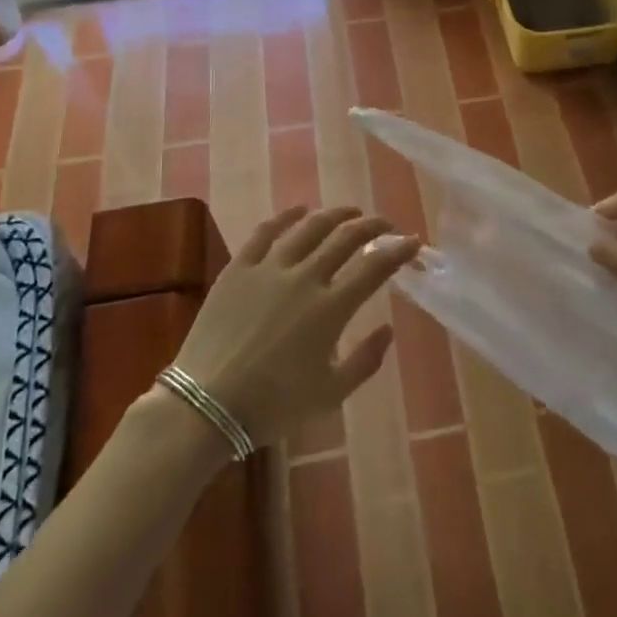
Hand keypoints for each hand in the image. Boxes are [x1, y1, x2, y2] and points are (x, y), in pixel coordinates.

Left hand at [170, 206, 421, 447]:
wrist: (205, 406)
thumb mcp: (330, 395)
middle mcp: (304, 278)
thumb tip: (388, 330)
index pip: (375, 267)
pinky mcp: (239, 267)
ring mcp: (269, 268)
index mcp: (331, 309)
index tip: (412, 242)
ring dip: (334, 215)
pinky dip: (286, 216)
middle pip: (346, 237)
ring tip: (349, 212)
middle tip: (384, 226)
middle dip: (372, 226)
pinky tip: (299, 211)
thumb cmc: (273, 406)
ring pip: (309, 227)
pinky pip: (266, 231)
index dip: (398, 251)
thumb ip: (366, 361)